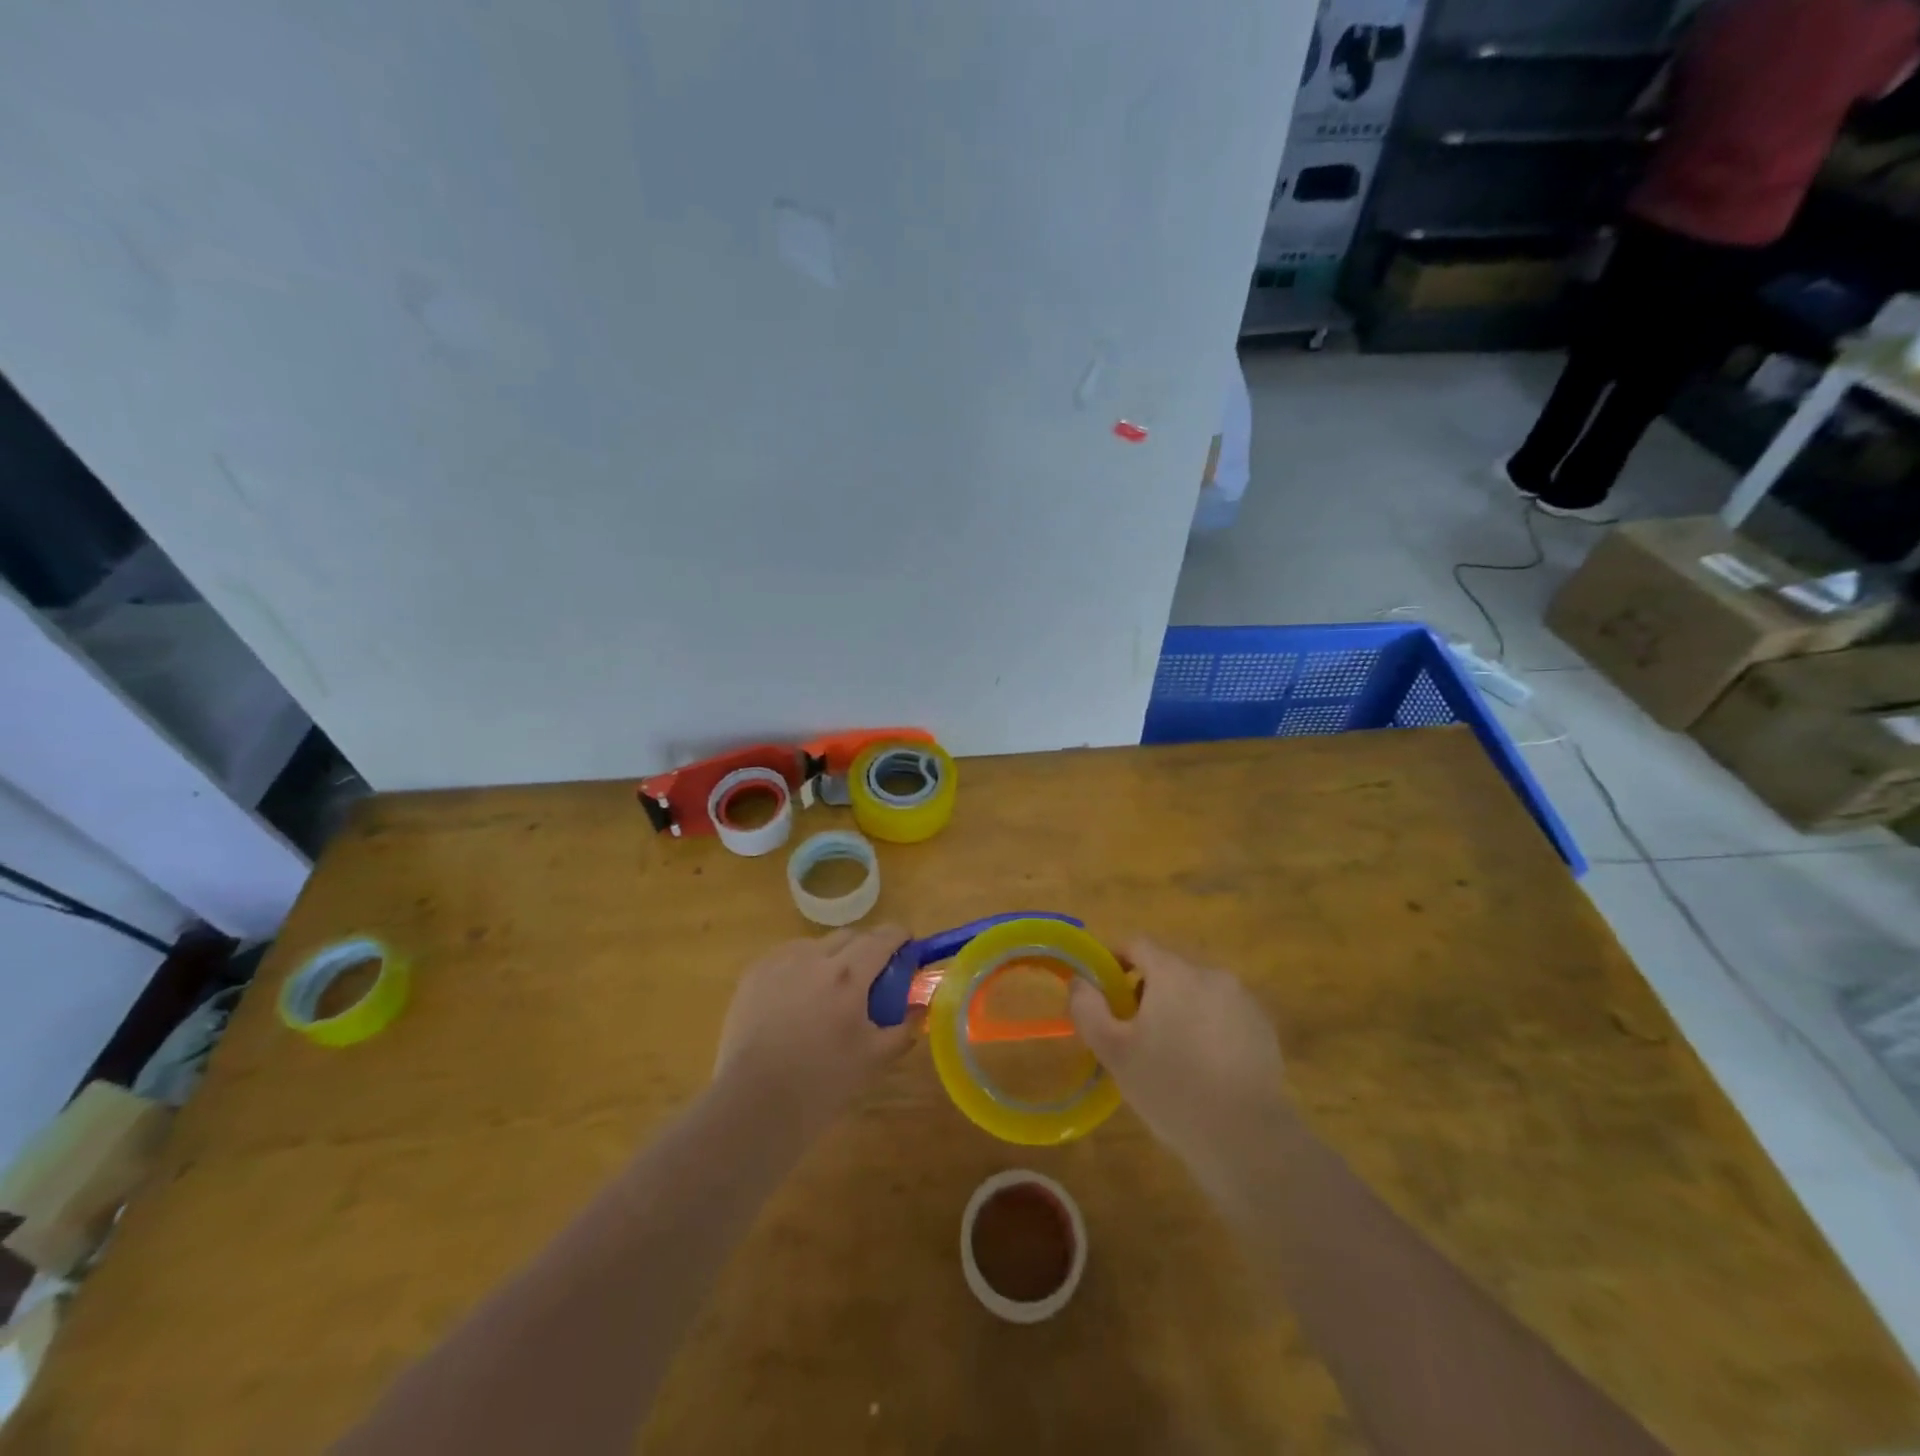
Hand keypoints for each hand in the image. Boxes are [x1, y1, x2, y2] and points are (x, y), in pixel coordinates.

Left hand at [713, 925, 916, 1131]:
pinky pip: (786, 957)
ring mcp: (780, 963)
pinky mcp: (754, 974)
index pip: (882, 938)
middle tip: (872, 974)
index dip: (899, 936)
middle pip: (850, 935)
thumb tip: (920, 1009)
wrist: (754, 1103)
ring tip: (830, 987)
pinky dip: (801, 966)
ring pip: (816, 944)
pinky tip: (797, 995)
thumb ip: (903, 1028)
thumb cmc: (821, 1082)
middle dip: (867, 946)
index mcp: (849, 976)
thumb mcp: (874, 1059)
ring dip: (832, 956)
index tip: (907, 944)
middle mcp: (814, 958)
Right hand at [1069, 939, 1287, 1173]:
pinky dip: (1211, 1029)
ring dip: (1182, 1010)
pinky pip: (1226, 1015)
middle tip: (1136, 1034)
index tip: (1107, 993)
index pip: (1137, 945)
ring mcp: (1243, 1000)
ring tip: (1174, 1056)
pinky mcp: (1264, 1028)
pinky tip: (1207, 1069)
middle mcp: (1211, 974)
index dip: (1116, 961)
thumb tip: (1079, 981)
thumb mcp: (1114, 1052)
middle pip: (1169, 970)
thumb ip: (1088, 1008)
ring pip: (1199, 993)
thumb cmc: (1171, 1088)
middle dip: (1149, 992)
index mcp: (1173, 973)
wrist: (1246, 1137)